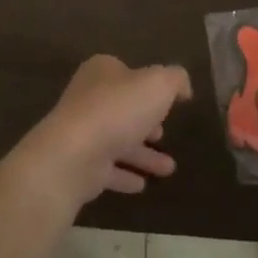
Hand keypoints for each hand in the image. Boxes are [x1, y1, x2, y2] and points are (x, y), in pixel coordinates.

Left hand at [15, 55, 192, 211]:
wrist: (74, 154)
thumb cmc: (118, 109)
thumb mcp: (158, 84)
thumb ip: (175, 79)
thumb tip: (182, 86)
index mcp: (102, 72)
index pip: (126, 74)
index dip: (146, 86)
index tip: (166, 103)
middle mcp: (88, 98)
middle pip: (121, 109)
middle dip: (144, 122)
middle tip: (163, 134)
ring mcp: (81, 132)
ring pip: (117, 141)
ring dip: (142, 155)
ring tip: (169, 169)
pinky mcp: (79, 164)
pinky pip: (107, 169)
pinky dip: (124, 175)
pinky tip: (141, 185)